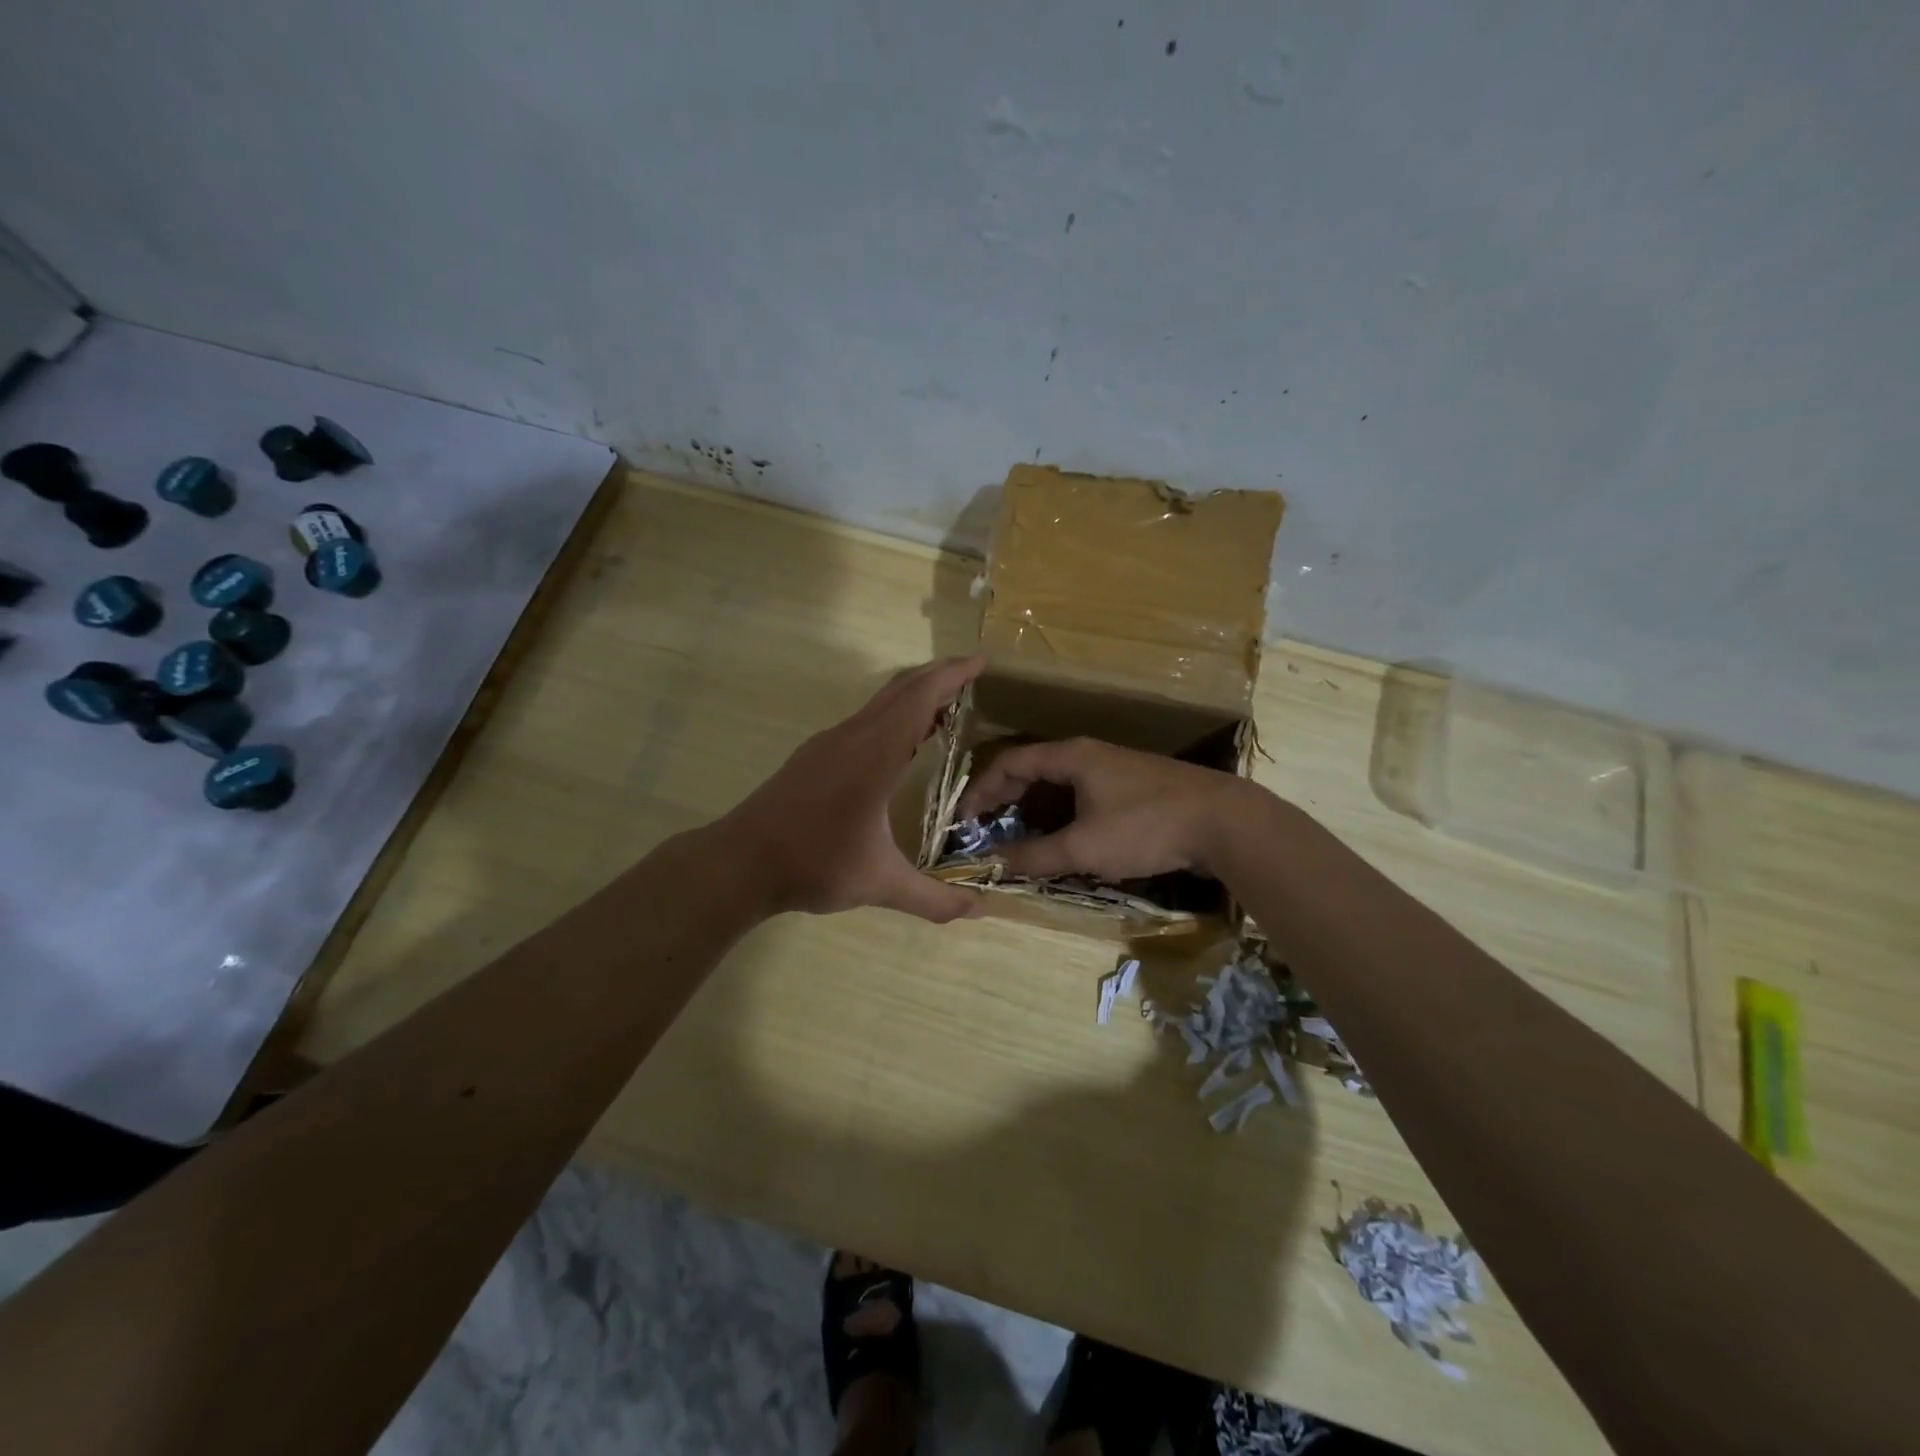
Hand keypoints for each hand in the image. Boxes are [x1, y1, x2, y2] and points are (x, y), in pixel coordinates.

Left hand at [723, 656, 988, 922]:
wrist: (739, 863)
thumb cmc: (813, 864)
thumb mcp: (879, 883)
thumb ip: (933, 898)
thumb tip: (981, 910)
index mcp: (873, 754)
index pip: (919, 699)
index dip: (952, 676)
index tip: (982, 661)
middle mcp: (852, 737)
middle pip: (900, 689)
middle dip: (938, 676)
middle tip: (972, 674)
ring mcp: (828, 743)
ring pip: (879, 703)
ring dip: (913, 695)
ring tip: (946, 706)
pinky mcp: (815, 756)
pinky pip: (864, 720)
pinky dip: (893, 715)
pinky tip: (901, 742)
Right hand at [956, 737, 1257, 880]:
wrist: (1225, 822)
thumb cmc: (1146, 826)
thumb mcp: (1084, 846)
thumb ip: (1035, 856)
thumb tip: (992, 866)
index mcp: (1071, 756)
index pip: (1010, 762)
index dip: (981, 789)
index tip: (964, 820)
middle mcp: (1090, 755)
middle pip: (1033, 769)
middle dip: (1004, 798)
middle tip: (984, 827)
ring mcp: (1116, 770)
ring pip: (1060, 784)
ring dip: (1033, 807)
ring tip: (1017, 835)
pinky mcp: (1137, 789)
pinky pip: (1084, 795)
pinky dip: (1062, 813)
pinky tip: (1064, 838)